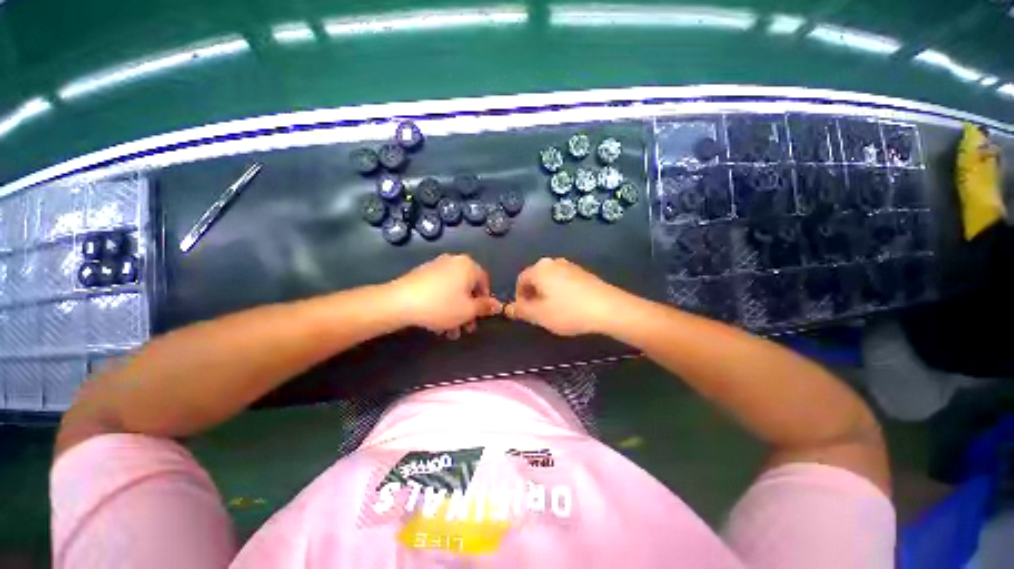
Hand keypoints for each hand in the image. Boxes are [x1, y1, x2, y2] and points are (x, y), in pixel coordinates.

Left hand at [390, 254, 501, 338]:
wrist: (400, 302)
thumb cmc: (441, 305)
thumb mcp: (468, 310)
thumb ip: (485, 307)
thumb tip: (498, 305)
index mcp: (468, 266)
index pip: (485, 282)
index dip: (485, 301)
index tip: (481, 316)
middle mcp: (454, 261)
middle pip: (468, 288)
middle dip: (468, 311)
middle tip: (466, 328)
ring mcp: (437, 266)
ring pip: (453, 291)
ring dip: (455, 311)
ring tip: (450, 332)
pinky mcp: (423, 274)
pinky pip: (440, 289)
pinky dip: (443, 304)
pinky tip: (437, 322)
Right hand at [505, 258, 624, 335]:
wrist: (609, 308)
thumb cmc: (568, 311)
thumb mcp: (540, 315)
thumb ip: (521, 310)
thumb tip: (508, 308)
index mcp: (539, 269)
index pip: (520, 280)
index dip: (519, 297)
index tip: (526, 313)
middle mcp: (553, 262)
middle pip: (535, 279)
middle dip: (533, 296)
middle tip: (539, 314)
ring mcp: (570, 266)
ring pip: (550, 280)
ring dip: (547, 295)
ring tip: (554, 312)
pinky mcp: (583, 273)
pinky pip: (564, 281)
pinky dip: (561, 292)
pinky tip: (570, 306)